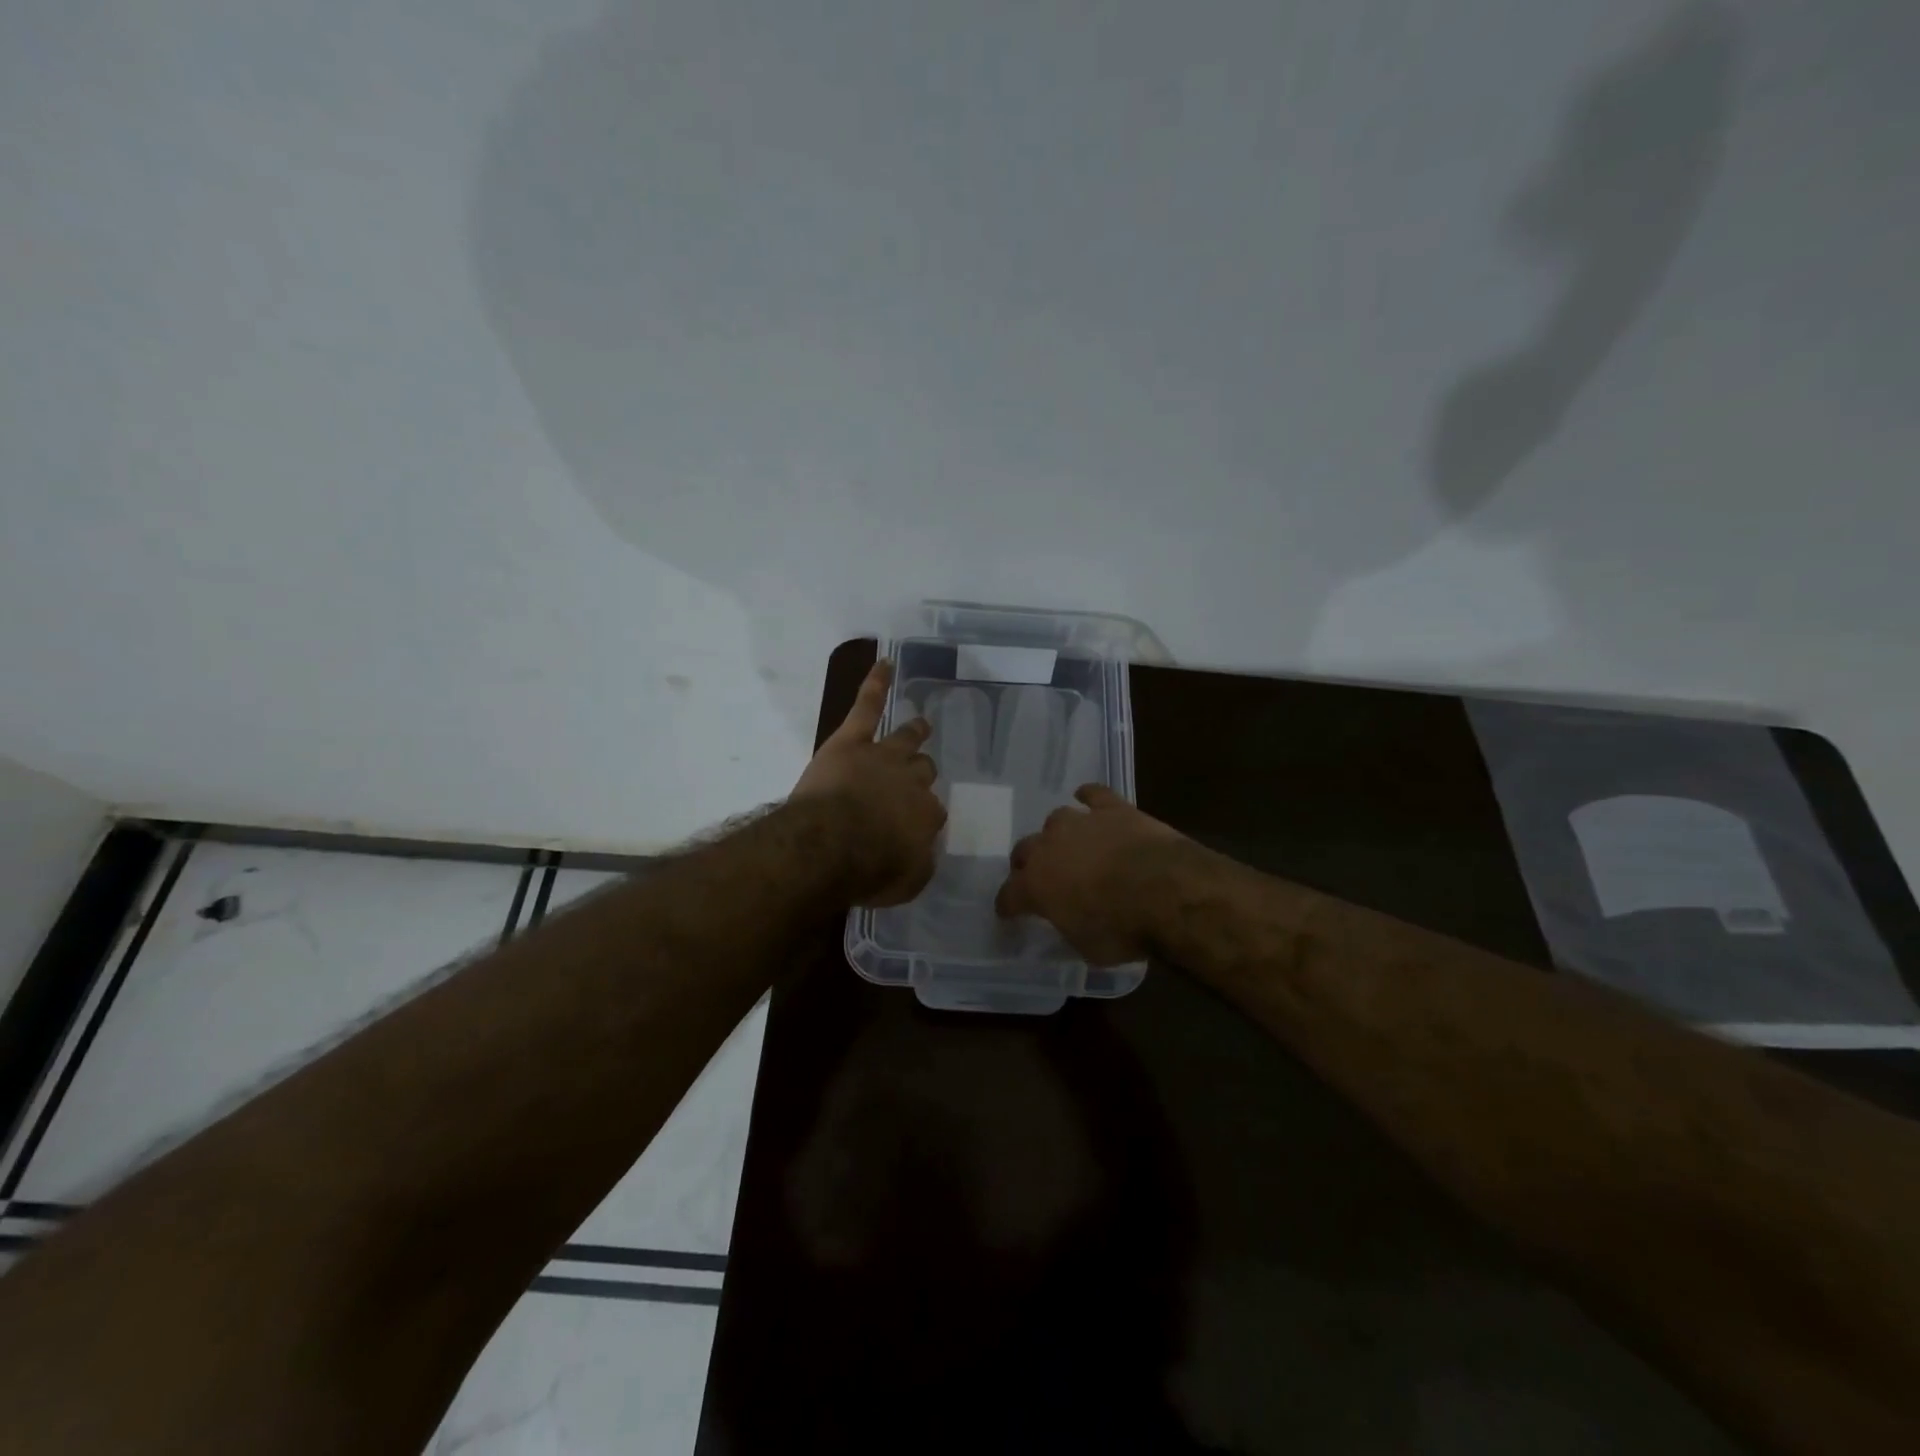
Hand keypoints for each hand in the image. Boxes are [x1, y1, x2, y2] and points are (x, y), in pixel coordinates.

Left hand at [791, 660, 946, 905]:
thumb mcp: (907, 882)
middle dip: (920, 775)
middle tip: (915, 780)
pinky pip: (867, 705)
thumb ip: (919, 863)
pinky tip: (884, 664)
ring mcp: (882, 756)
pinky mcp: (852, 740)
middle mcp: (912, 781)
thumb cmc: (868, 870)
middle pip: (923, 772)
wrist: (830, 845)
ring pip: (905, 740)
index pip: (933, 813)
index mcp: (927, 816)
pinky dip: (876, 684)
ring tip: (920, 725)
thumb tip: (921, 852)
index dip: (922, 819)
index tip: (912, 830)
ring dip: (913, 733)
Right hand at [995, 785, 1190, 964]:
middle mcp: (1049, 847)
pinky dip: (1088, 796)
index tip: (1009, 912)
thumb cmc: (1122, 928)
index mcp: (1035, 885)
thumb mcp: (1087, 947)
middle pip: (1024, 850)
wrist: (1166, 890)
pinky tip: (1087, 798)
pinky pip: (1094, 794)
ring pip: (1056, 820)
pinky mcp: (1112, 809)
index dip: (1008, 905)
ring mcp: (1080, 823)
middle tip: (1040, 877)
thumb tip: (1070, 921)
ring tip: (1068, 845)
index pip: (1008, 895)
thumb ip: (1070, 928)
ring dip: (1058, 834)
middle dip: (1027, 864)